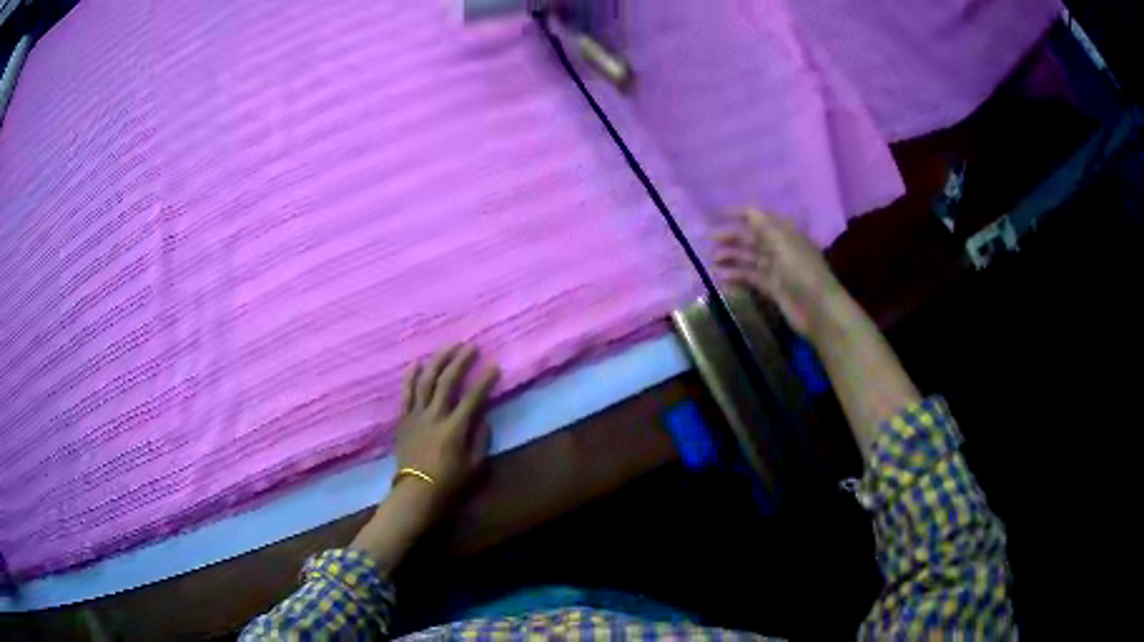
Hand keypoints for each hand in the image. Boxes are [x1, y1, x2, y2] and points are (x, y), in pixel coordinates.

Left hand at [395, 344, 499, 515]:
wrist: (416, 493)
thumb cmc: (449, 484)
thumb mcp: (475, 467)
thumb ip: (481, 439)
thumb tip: (483, 418)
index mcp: (455, 428)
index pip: (473, 398)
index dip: (485, 381)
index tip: (494, 366)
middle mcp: (435, 416)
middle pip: (448, 382)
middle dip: (461, 361)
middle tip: (471, 347)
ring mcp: (417, 415)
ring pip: (426, 381)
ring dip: (438, 361)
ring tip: (448, 347)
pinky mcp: (404, 419)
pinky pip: (407, 393)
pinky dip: (411, 376)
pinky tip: (417, 362)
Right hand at [714, 209, 845, 336]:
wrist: (818, 309)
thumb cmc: (802, 271)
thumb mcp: (782, 242)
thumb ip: (763, 225)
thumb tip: (747, 210)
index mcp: (784, 232)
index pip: (759, 217)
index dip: (739, 213)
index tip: (717, 214)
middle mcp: (779, 247)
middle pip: (752, 237)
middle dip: (732, 236)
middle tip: (710, 239)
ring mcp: (776, 269)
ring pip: (749, 258)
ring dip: (732, 257)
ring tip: (713, 260)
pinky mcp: (773, 288)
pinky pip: (751, 277)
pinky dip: (736, 276)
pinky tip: (721, 278)